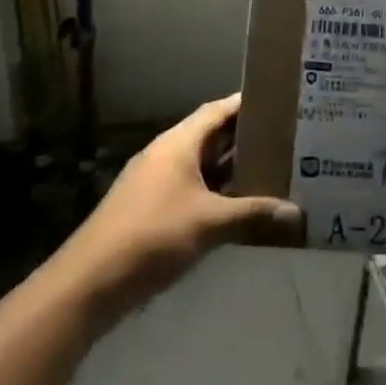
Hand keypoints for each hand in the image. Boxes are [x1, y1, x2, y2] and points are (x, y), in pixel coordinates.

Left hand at [57, 94, 299, 329]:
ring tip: (271, 168)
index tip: (278, 101)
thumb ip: (253, 214)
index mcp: (177, 144)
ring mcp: (155, 183)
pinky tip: (239, 206)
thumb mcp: (209, 223)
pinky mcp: (150, 209)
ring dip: (231, 168)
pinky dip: (216, 192)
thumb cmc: (152, 236)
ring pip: (201, 166)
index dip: (246, 104)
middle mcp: (166, 155)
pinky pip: (191, 189)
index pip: (217, 111)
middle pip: (211, 137)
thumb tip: (297, 213)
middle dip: (245, 137)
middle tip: (285, 137)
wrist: (88, 283)